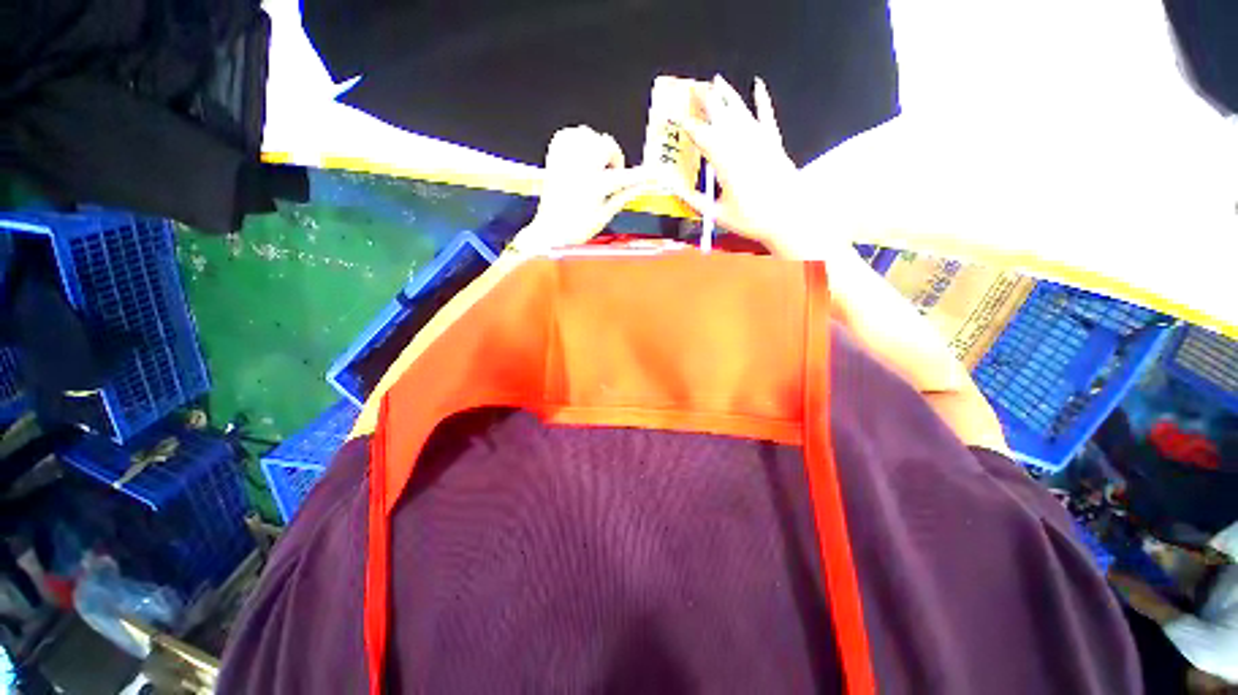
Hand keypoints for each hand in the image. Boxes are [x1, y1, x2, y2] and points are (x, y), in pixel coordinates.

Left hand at [512, 126, 662, 253]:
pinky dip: (578, 139)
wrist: (549, 231)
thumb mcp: (604, 216)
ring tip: (595, 164)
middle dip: (613, 156)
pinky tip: (581, 155)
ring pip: (586, 134)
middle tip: (611, 173)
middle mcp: (578, 168)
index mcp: (593, 186)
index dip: (642, 174)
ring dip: (596, 146)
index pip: (624, 175)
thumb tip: (640, 186)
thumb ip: (623, 196)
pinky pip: (568, 134)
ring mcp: (564, 161)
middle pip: (605, 144)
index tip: (654, 173)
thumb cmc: (576, 229)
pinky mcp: (554, 158)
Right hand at [673, 75, 807, 253]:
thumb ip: (695, 200)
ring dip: (727, 95)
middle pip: (720, 116)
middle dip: (705, 100)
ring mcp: (760, 141)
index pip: (702, 136)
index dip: (688, 125)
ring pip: (740, 111)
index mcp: (725, 162)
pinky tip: (758, 85)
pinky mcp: (774, 143)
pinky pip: (767, 116)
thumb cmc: (751, 219)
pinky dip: (762, 99)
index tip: (676, 116)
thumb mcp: (717, 214)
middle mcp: (741, 145)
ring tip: (717, 81)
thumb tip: (676, 191)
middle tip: (694, 89)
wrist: (787, 218)